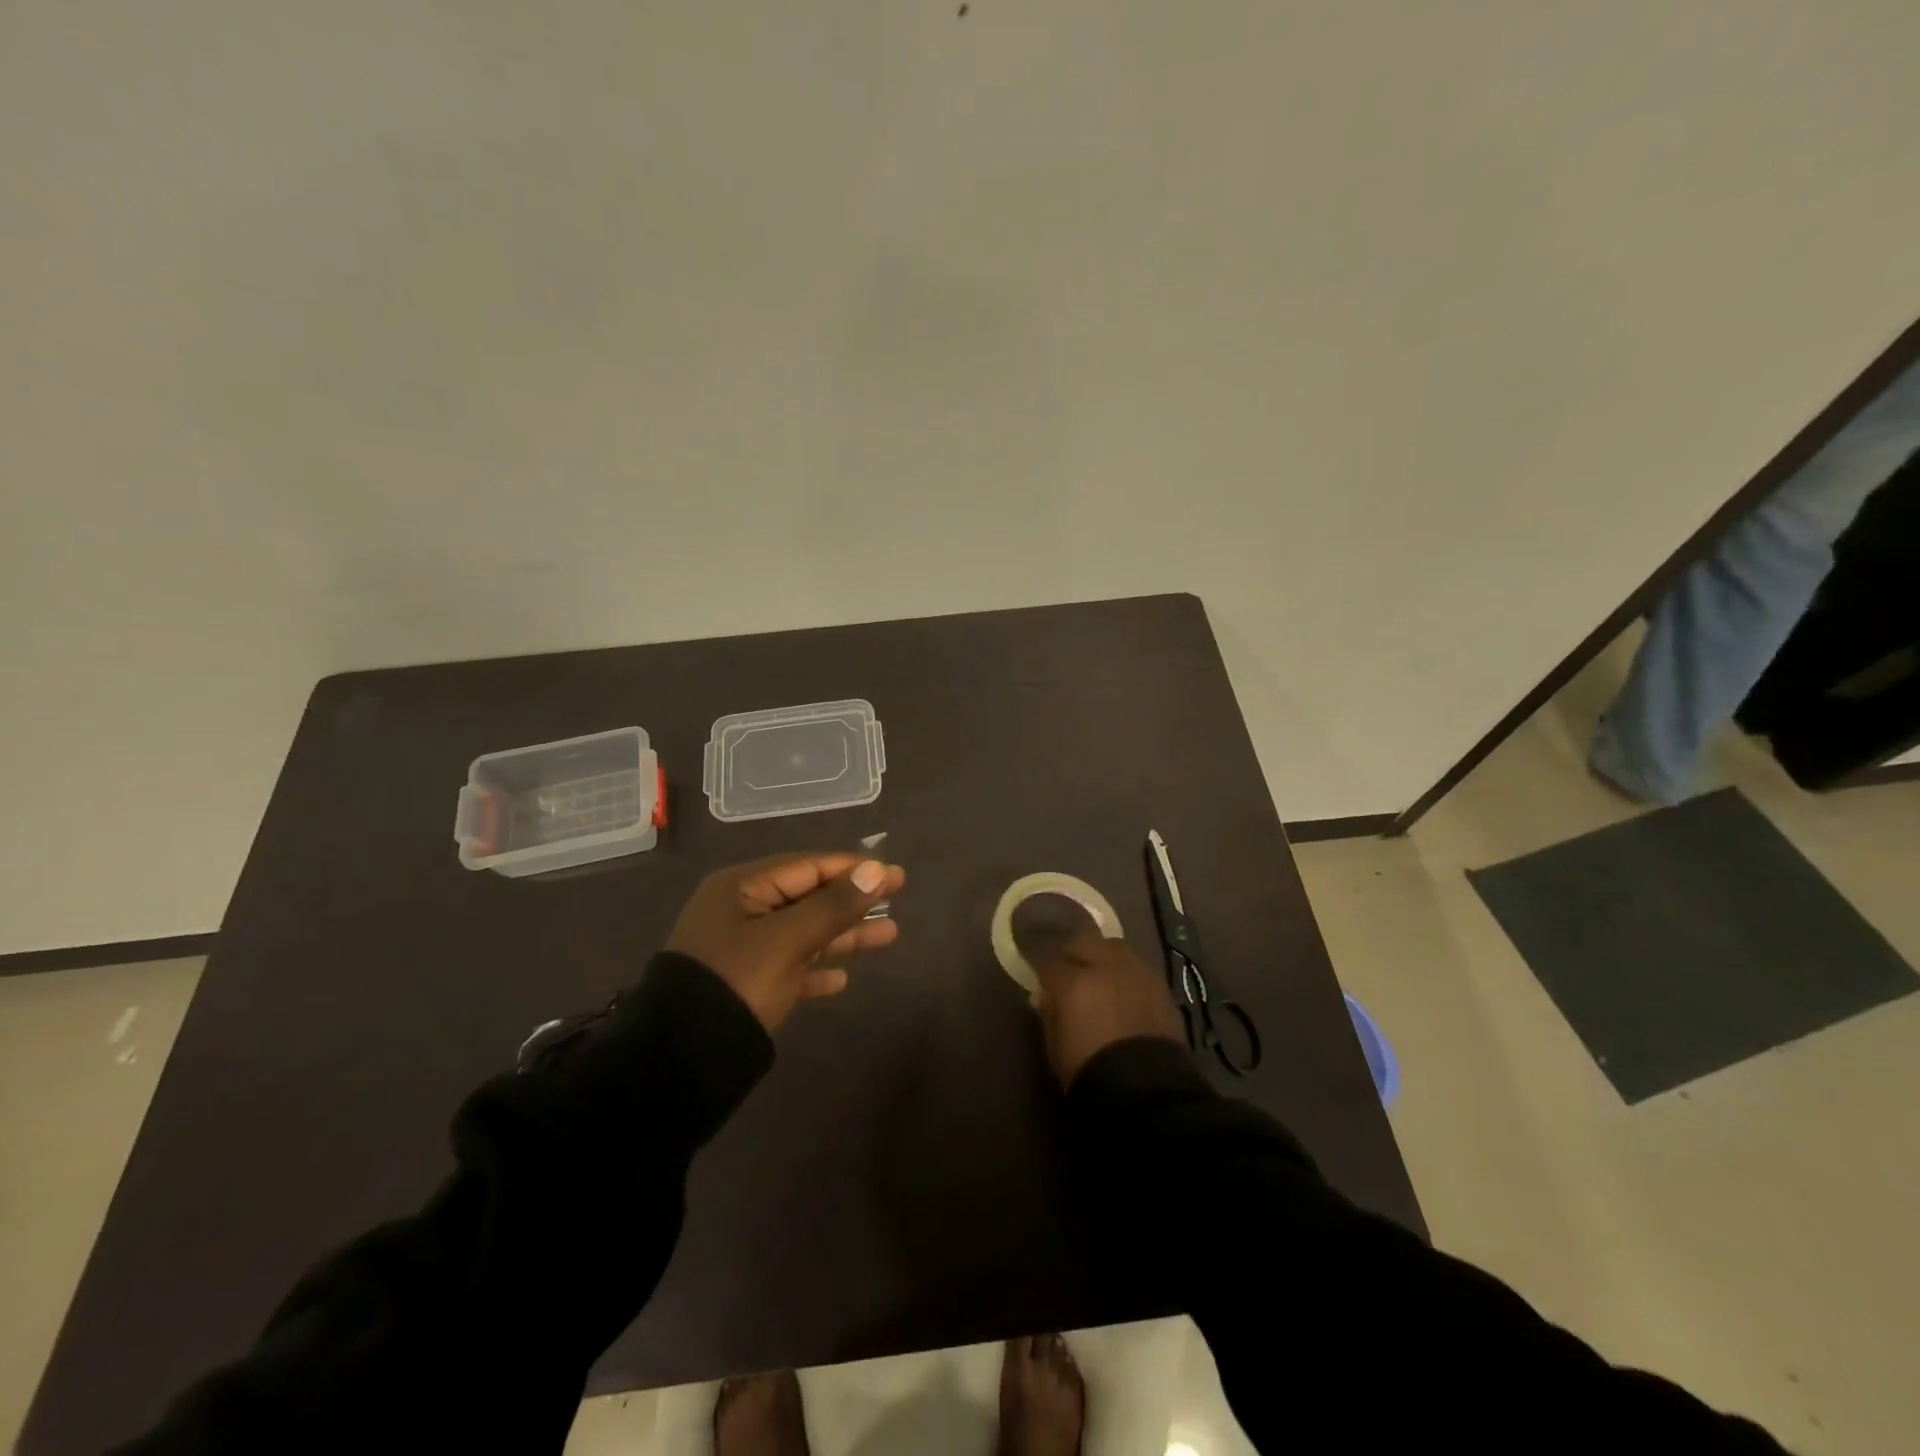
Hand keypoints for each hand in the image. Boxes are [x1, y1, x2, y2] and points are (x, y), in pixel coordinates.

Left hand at [665, 853, 906, 1030]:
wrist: (681, 1059)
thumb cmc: (737, 982)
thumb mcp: (788, 939)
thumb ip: (834, 905)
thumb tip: (877, 870)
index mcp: (741, 888)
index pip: (808, 866)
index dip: (854, 869)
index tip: (894, 873)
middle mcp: (741, 912)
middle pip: (808, 898)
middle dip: (853, 901)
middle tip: (898, 897)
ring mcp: (742, 950)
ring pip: (804, 933)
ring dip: (843, 935)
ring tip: (890, 935)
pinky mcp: (745, 986)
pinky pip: (790, 968)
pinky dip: (816, 970)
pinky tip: (841, 981)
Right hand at [1030, 929, 1183, 1088]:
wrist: (1146, 1092)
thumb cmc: (1089, 1073)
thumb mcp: (1055, 1048)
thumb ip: (1049, 1015)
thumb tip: (1043, 997)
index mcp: (1072, 982)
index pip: (1050, 963)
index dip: (1046, 974)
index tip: (1044, 984)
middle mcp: (1104, 966)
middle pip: (1083, 941)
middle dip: (1074, 953)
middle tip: (1071, 972)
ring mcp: (1136, 972)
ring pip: (1114, 947)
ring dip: (1103, 956)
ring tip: (1102, 976)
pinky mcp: (1160, 985)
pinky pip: (1138, 966)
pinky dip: (1127, 972)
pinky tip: (1126, 990)